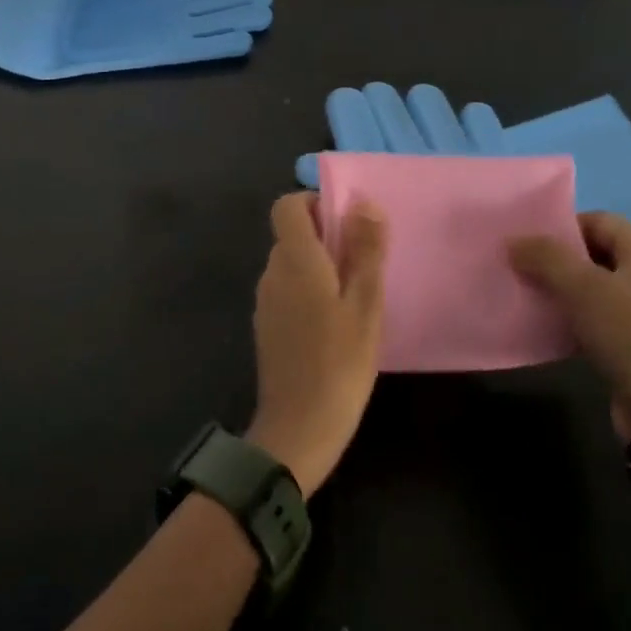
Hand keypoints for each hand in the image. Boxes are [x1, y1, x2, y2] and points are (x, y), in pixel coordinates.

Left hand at [245, 193, 388, 494]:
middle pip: (291, 235)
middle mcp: (272, 272)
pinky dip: (309, 291)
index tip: (345, 223)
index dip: (314, 203)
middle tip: (364, 264)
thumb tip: (363, 202)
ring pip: (291, 264)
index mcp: (294, 260)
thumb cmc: (339, 363)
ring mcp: (265, 301)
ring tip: (355, 297)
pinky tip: (335, 324)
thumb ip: (365, 250)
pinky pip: (287, 290)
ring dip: (320, 267)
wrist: (299, 428)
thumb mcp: (365, 304)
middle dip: (326, 237)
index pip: (287, 206)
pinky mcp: (266, 326)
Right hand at [509, 211, 630, 439]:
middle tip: (522, 270)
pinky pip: (602, 319)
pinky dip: (576, 320)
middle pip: (597, 253)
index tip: (527, 245)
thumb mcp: (583, 288)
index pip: (598, 221)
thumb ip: (545, 257)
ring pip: (597, 289)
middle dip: (558, 261)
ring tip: (530, 298)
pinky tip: (551, 329)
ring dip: (564, 292)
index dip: (561, 228)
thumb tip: (513, 241)